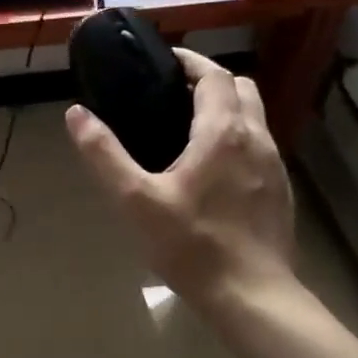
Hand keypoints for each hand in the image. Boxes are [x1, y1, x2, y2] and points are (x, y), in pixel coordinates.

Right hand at [67, 50, 296, 310]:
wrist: (252, 296)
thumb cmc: (191, 244)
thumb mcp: (135, 199)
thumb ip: (104, 154)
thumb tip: (76, 114)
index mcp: (223, 132)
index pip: (214, 75)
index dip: (191, 61)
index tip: (164, 61)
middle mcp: (256, 138)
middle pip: (241, 88)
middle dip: (210, 81)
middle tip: (174, 93)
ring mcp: (275, 165)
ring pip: (255, 117)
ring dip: (226, 109)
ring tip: (188, 129)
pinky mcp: (280, 191)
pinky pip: (259, 146)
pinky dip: (237, 138)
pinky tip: (212, 170)